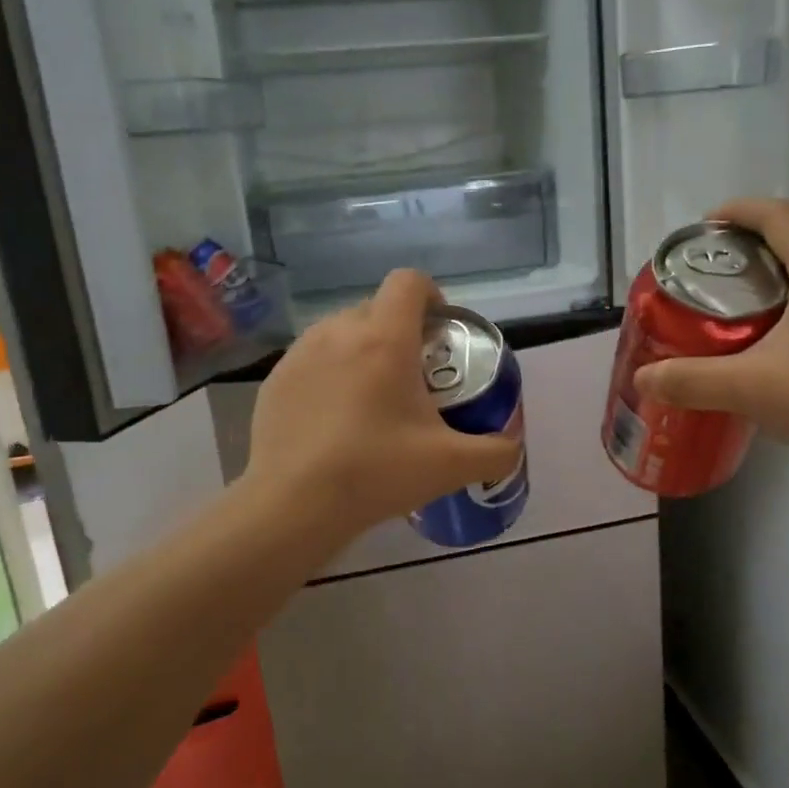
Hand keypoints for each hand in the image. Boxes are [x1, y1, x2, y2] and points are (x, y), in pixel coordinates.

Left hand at [243, 269, 521, 541]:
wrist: (292, 505)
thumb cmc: (375, 472)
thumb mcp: (450, 466)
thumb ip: (495, 452)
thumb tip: (512, 446)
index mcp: (385, 339)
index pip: (409, 281)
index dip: (432, 296)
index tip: (440, 332)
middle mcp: (339, 331)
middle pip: (377, 307)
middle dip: (401, 330)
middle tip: (415, 377)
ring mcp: (300, 353)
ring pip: (342, 331)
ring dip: (364, 350)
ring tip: (373, 398)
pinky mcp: (276, 378)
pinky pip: (313, 358)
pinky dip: (330, 373)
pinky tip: (335, 419)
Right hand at [634, 199, 788, 471]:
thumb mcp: (748, 387)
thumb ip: (689, 380)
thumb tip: (642, 378)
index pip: (775, 214)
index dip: (736, 212)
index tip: (703, 229)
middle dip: (755, 234)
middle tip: (716, 262)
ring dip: (783, 257)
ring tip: (746, 288)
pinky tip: (786, 324)